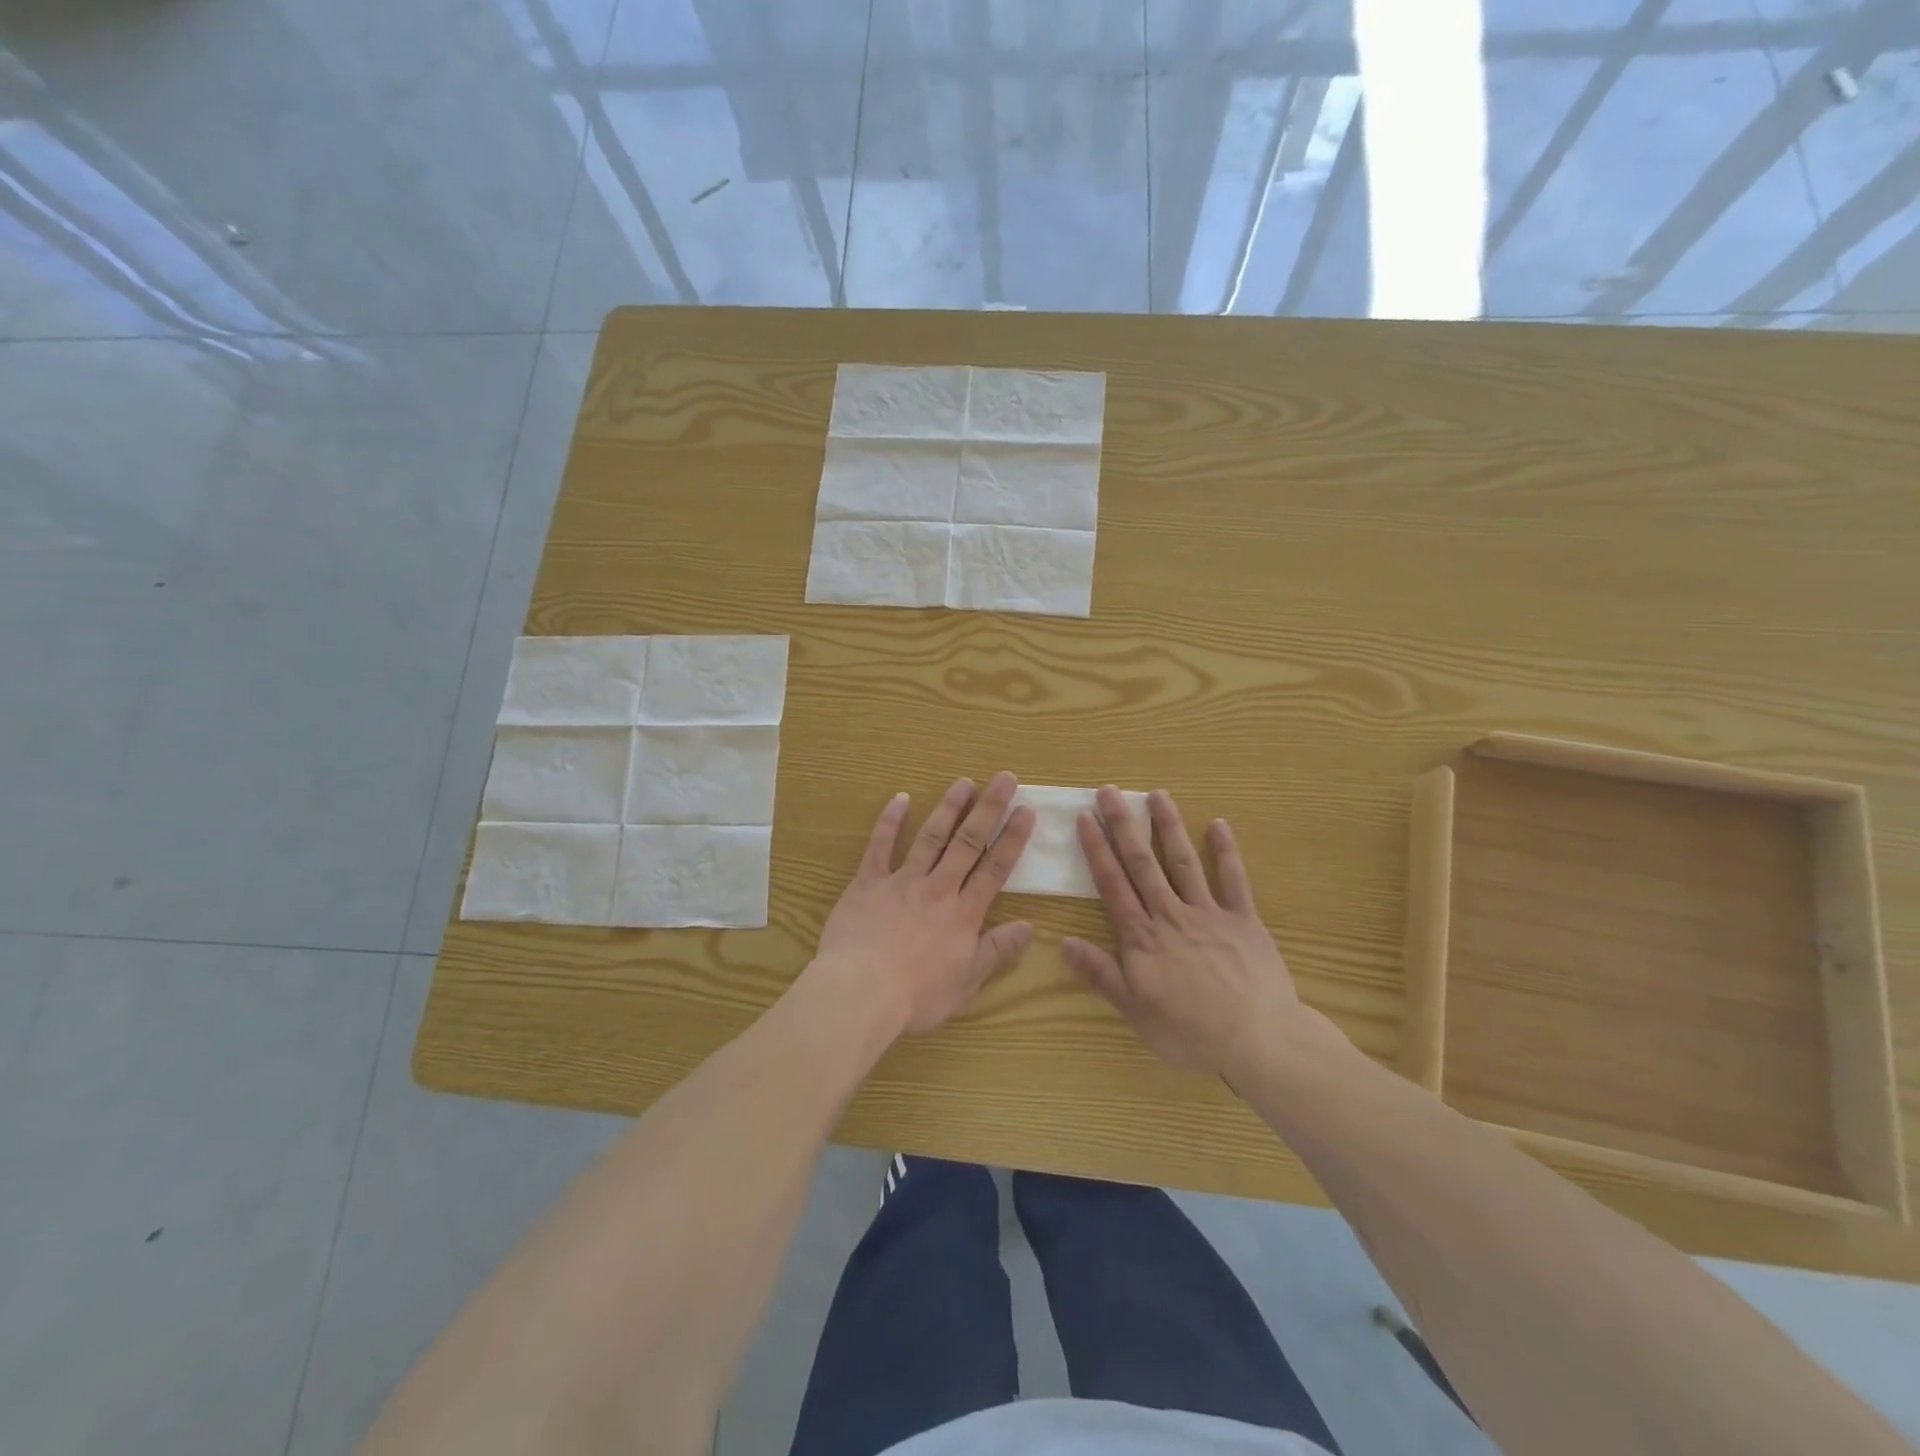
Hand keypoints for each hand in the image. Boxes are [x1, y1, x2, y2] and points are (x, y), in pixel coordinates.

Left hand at [811, 772, 1036, 1035]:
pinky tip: (900, 798)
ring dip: (949, 807)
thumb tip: (1030, 926)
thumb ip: (997, 951)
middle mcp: (938, 888)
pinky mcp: (868, 883)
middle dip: (989, 808)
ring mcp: (902, 881)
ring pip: (930, 837)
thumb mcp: (967, 983)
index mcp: (963, 914)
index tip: (1026, 811)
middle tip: (1004, 778)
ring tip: (964, 781)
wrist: (861, 992)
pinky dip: (889, 821)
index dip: (1013, 839)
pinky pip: (880, 846)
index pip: (995, 869)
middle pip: (968, 842)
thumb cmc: (917, 997)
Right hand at [1062, 787, 1301, 1078]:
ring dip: (1168, 826)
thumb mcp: (1134, 1010)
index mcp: (1142, 936)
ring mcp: (1209, 913)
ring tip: (1157, 795)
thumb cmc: (1189, 1031)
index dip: (1097, 849)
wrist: (1257, 1041)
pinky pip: (1234, 880)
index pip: (1113, 884)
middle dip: (1124, 825)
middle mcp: (1171, 914)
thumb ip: (1100, 973)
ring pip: (1183, 862)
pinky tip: (1219, 825)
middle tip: (1110, 791)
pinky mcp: (1244, 920)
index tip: (1086, 818)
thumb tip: (1064, 942)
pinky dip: (1226, 851)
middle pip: (1142, 863)